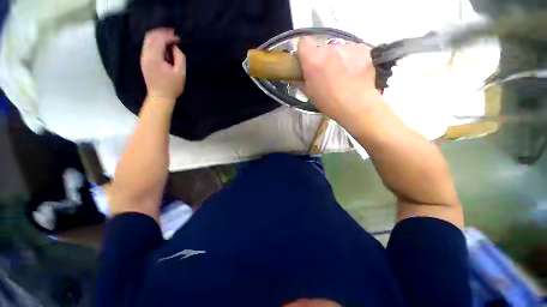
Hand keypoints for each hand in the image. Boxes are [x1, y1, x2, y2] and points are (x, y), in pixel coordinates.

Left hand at [140, 28, 185, 101]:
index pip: (160, 40)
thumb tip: (175, 47)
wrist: (160, 97)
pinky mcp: (144, 61)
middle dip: (162, 33)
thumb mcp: (181, 73)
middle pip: (150, 36)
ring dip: (158, 38)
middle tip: (173, 35)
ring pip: (147, 40)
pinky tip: (163, 48)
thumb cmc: (172, 87)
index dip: (169, 36)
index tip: (178, 39)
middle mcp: (146, 55)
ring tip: (169, 41)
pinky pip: (147, 46)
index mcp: (154, 58)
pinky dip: (155, 43)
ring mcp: (143, 58)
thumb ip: (180, 58)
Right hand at [297, 37, 381, 123]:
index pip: (304, 42)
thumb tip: (291, 76)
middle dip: (322, 58)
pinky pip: (352, 50)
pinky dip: (351, 58)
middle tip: (326, 73)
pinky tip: (354, 72)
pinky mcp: (363, 49)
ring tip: (343, 75)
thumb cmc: (328, 102)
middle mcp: (329, 48)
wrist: (356, 106)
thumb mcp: (309, 94)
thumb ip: (299, 81)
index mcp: (313, 60)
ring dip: (337, 58)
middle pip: (322, 47)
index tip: (307, 61)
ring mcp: (348, 47)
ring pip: (338, 49)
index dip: (304, 51)